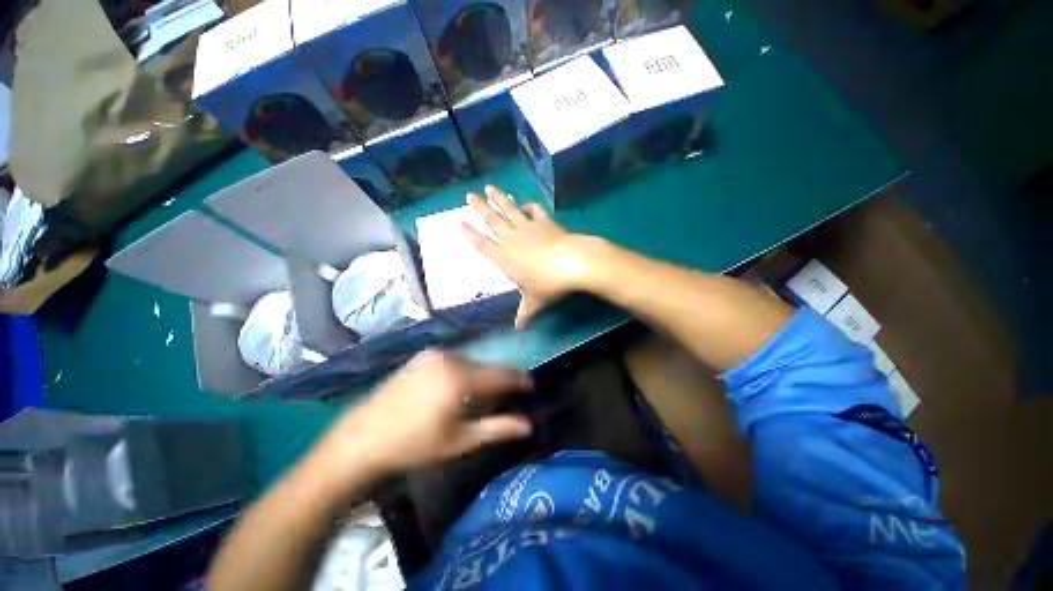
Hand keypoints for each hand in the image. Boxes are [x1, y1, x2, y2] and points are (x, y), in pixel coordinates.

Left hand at [312, 351, 532, 480]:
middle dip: (499, 380)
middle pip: (483, 366)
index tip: (533, 389)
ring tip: (486, 399)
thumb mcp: (460, 441)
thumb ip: (497, 429)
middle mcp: (445, 358)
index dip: (521, 381)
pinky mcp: (413, 363)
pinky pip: (448, 364)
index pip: (502, 374)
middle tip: (511, 398)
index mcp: (459, 375)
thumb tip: (528, 424)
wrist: (365, 438)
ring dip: (478, 377)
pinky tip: (457, 394)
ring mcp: (426, 358)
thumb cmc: (415, 444)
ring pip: (465, 363)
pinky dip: (460, 375)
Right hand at [463, 186, 600, 327]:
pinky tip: (525, 203)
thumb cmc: (549, 283)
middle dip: (480, 208)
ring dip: (499, 199)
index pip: (482, 244)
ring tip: (489, 188)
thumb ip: (525, 312)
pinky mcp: (545, 222)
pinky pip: (534, 211)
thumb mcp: (535, 301)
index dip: (469, 234)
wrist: (573, 262)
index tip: (458, 223)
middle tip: (469, 195)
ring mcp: (528, 227)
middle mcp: (511, 239)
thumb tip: (519, 328)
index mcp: (504, 258)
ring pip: (509, 210)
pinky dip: (528, 206)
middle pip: (492, 221)